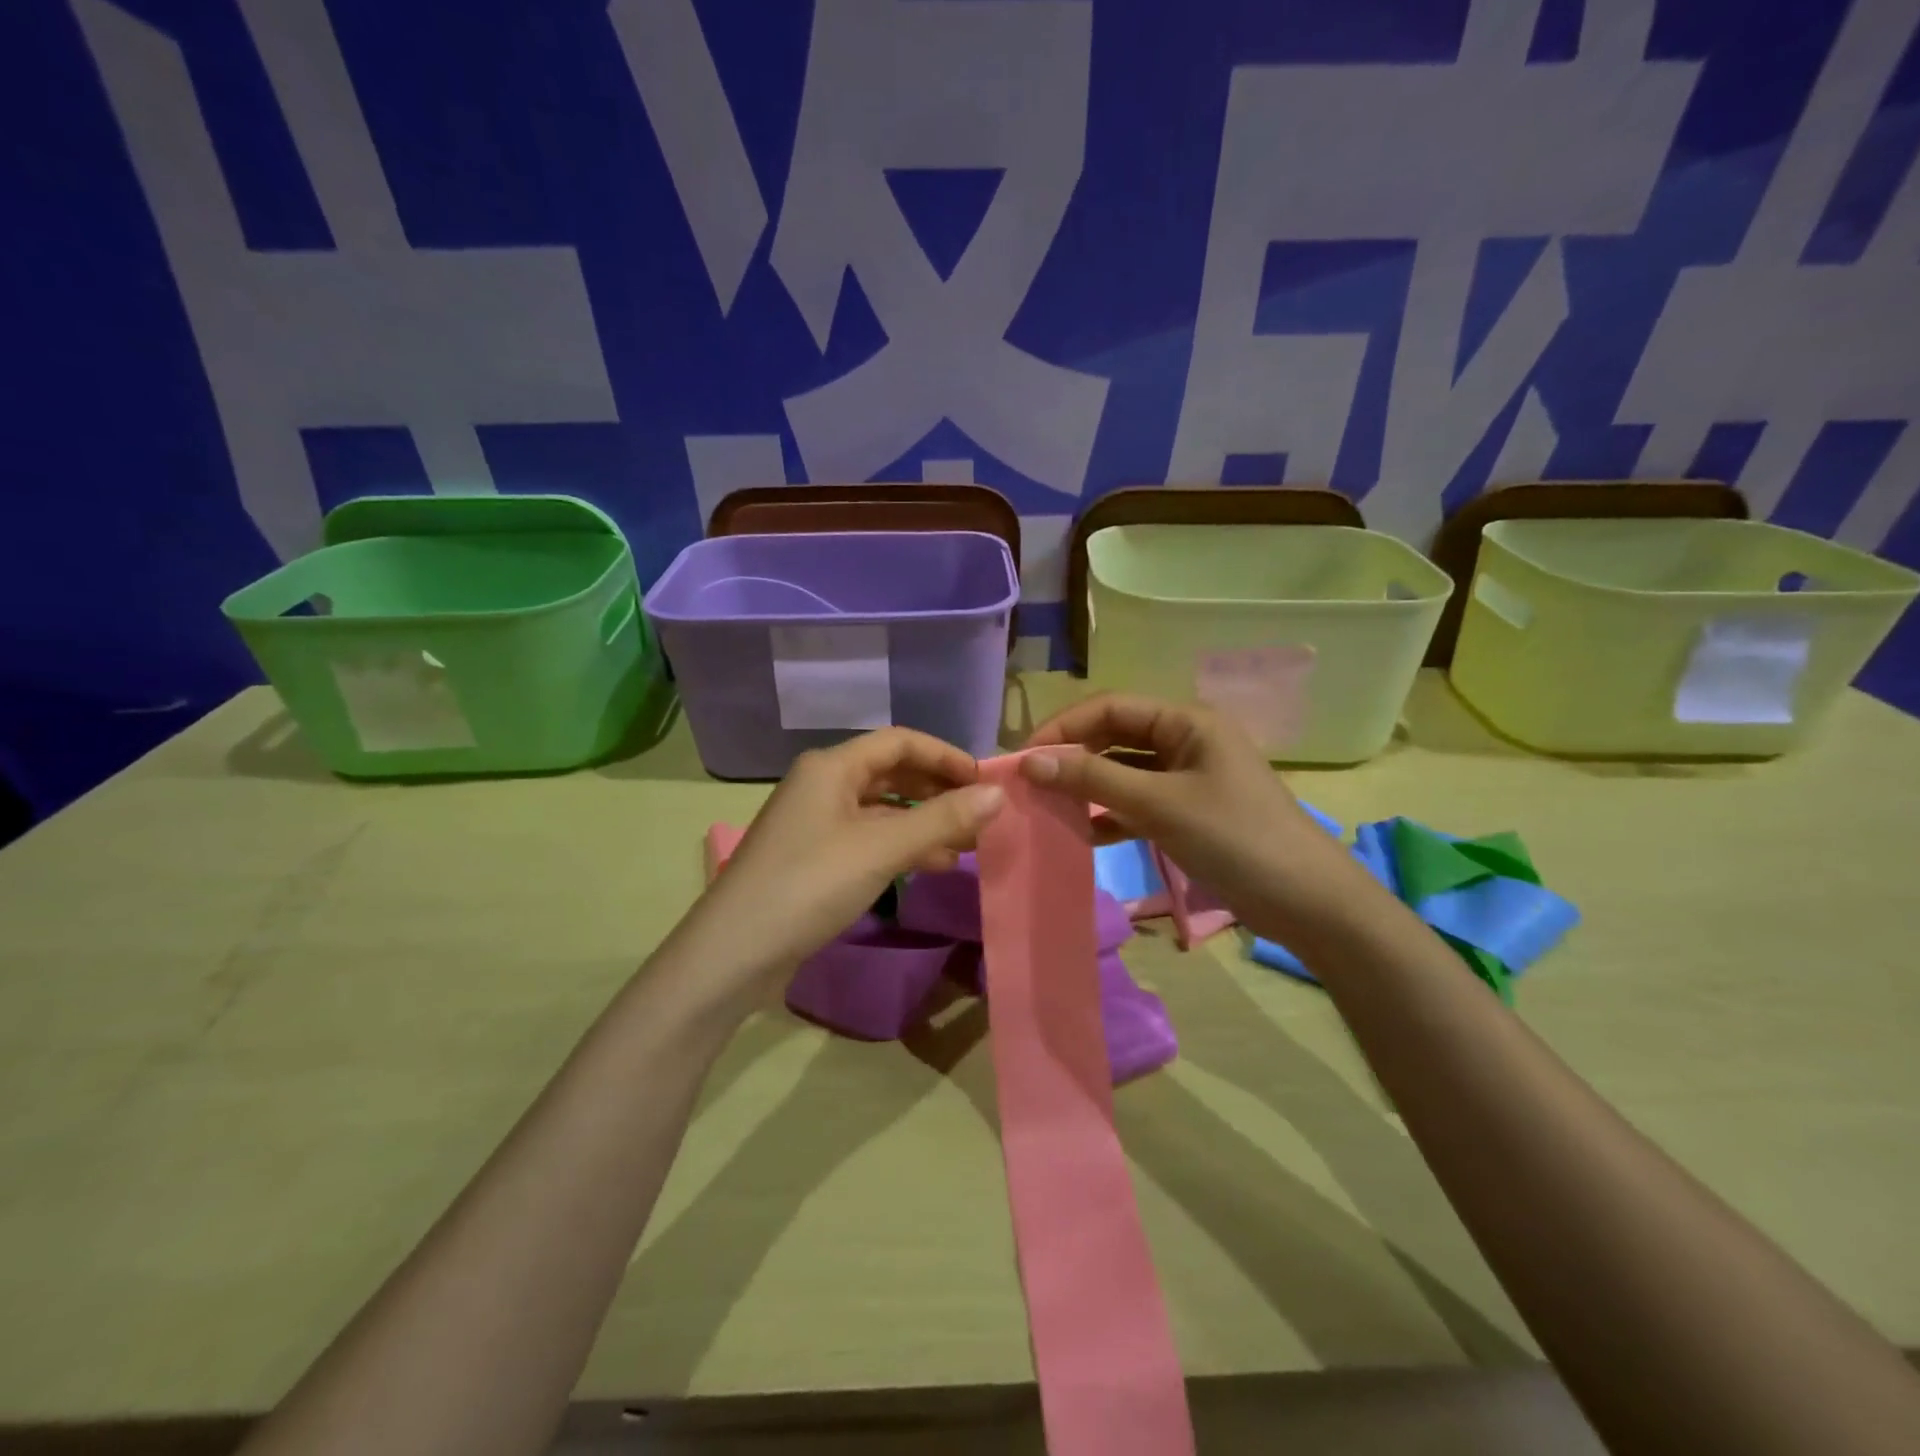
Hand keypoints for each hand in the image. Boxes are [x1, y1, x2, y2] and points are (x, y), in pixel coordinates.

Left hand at [686, 729, 1004, 993]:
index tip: (984, 781)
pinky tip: (932, 865)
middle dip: (938, 790)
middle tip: (980, 814)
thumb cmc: (810, 885)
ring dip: (924, 821)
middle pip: (891, 773)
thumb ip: (942, 819)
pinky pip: (868, 838)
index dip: (945, 755)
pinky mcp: (814, 857)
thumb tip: (997, 794)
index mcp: (832, 767)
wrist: (734, 952)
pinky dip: (901, 846)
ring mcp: (815, 823)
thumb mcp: (882, 849)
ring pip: (882, 809)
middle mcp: (823, 785)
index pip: (900, 741)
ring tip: (966, 845)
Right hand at [1020, 694, 1371, 943]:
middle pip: (1115, 737)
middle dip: (1073, 757)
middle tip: (1030, 784)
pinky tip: (1085, 834)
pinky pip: (1138, 802)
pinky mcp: (1189, 812)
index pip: (1110, 707)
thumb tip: (1030, 761)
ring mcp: (1188, 777)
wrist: (1307, 902)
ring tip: (1048, 808)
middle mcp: (1185, 740)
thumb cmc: (1236, 838)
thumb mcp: (1160, 805)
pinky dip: (1111, 814)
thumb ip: (1094, 780)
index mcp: (1186, 721)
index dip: (1063, 727)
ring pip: (1124, 771)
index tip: (1023, 758)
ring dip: (1088, 787)